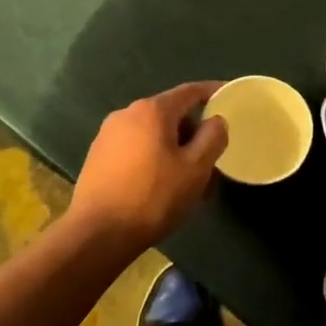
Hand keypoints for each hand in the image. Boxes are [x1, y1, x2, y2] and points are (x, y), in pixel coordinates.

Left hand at [69, 83, 228, 250]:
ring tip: (187, 179)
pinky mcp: (97, 156)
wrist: (97, 234)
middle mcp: (127, 114)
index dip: (212, 91)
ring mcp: (107, 135)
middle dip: (193, 132)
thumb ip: (212, 138)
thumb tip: (216, 120)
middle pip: (170, 113)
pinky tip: (160, 185)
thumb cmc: (154, 198)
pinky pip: (135, 147)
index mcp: (153, 110)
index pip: (190, 92)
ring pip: (152, 133)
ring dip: (173, 148)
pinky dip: (153, 157)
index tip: (229, 96)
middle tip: (211, 158)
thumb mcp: (195, 169)